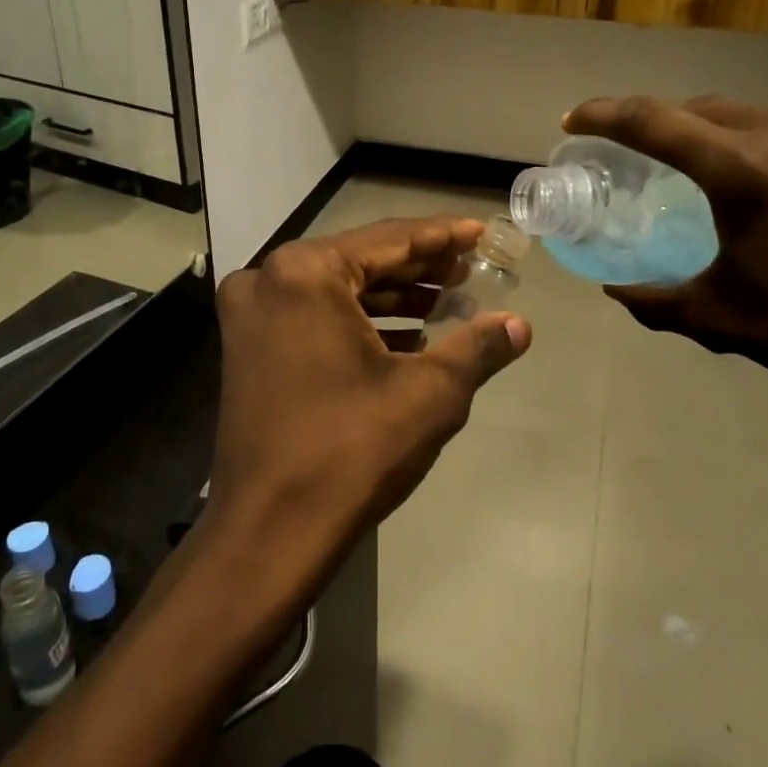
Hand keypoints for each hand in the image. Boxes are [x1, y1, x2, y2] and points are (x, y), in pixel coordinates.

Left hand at [208, 218, 532, 582]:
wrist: (268, 534)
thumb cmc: (350, 452)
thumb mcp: (429, 395)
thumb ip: (477, 348)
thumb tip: (519, 325)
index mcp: (305, 273)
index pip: (390, 240)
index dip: (442, 236)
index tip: (481, 233)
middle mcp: (269, 279)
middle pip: (360, 261)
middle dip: (419, 268)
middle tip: (470, 270)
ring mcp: (251, 315)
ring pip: (336, 290)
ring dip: (392, 297)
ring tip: (448, 302)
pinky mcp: (248, 348)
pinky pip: (313, 317)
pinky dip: (359, 322)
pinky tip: (407, 337)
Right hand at [564, 96, 767, 420]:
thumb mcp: (721, 321)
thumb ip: (654, 301)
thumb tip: (614, 289)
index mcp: (741, 173)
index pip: (649, 120)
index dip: (602, 114)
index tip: (574, 119)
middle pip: (703, 109)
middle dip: (667, 127)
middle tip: (653, 158)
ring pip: (762, 115)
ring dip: (732, 138)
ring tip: (736, 179)